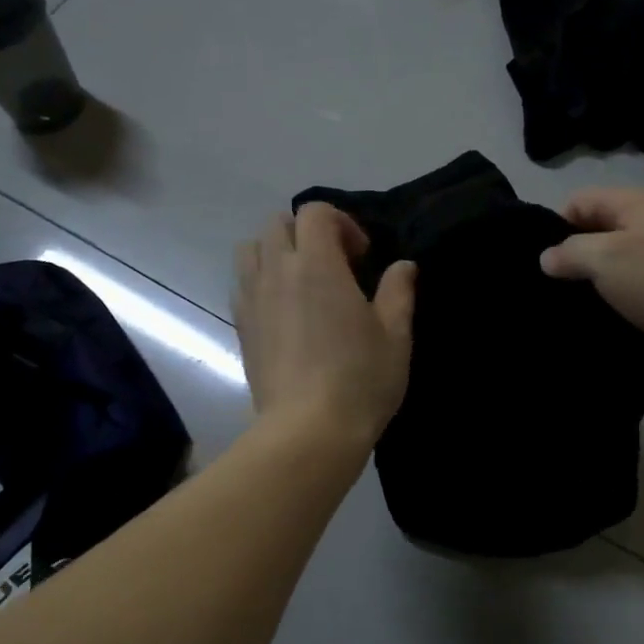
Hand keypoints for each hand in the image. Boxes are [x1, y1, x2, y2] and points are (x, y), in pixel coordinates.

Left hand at [234, 204, 416, 446]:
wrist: (308, 431)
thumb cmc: (360, 380)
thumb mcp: (395, 335)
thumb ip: (398, 291)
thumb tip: (403, 266)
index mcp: (317, 265)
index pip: (315, 212)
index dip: (342, 223)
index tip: (362, 256)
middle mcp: (277, 271)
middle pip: (278, 223)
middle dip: (308, 232)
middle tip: (336, 265)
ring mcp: (252, 299)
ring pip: (251, 248)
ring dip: (277, 251)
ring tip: (303, 281)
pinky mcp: (241, 326)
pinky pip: (243, 283)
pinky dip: (261, 280)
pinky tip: (285, 310)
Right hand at [539, 189, 643, 366]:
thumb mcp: (606, 259)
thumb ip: (570, 253)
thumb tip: (548, 257)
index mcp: (633, 203)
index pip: (578, 202)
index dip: (555, 227)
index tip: (542, 263)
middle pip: (597, 230)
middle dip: (573, 256)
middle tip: (551, 289)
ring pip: (616, 260)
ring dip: (595, 280)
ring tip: (572, 306)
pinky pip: (635, 284)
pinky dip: (619, 297)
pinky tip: (605, 317)